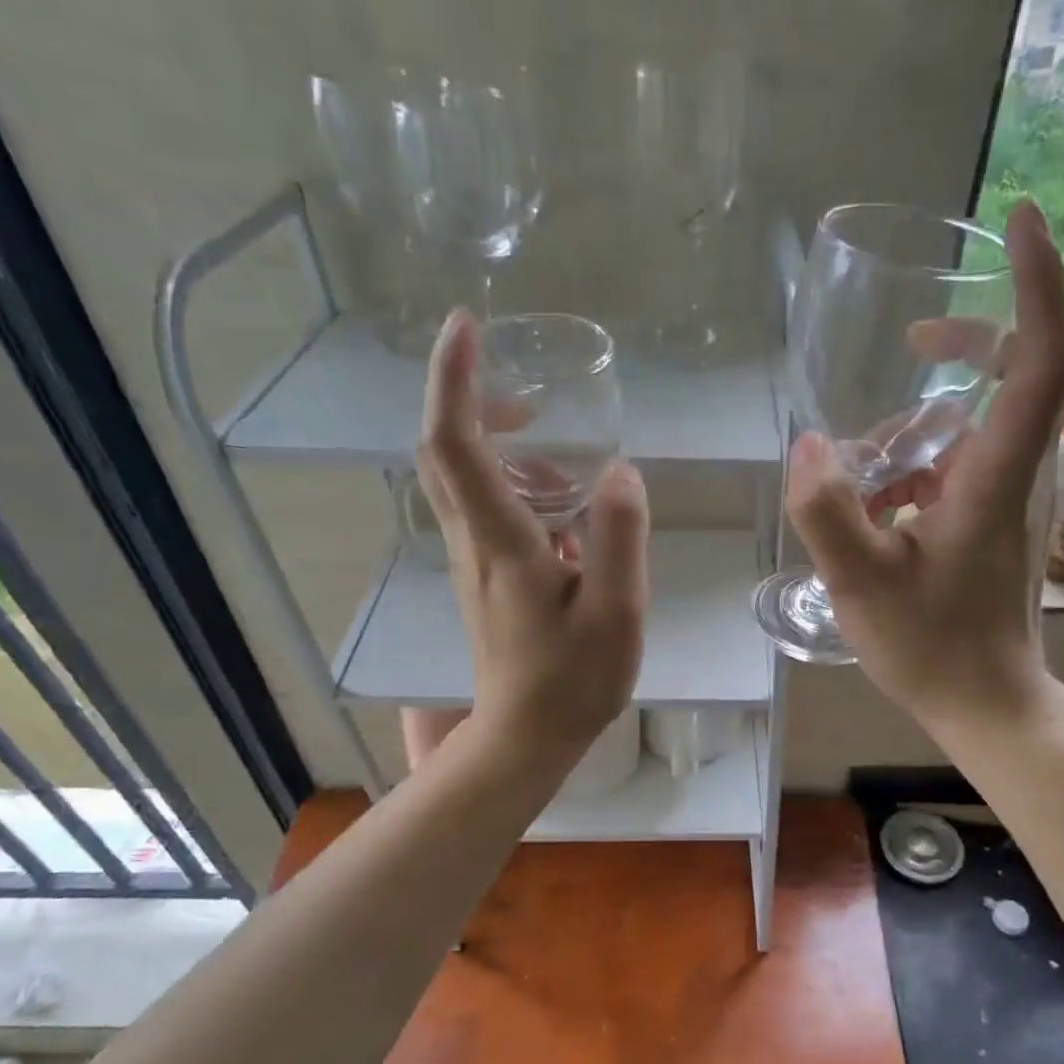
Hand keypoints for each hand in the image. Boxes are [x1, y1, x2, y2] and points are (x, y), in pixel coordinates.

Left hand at [417, 310, 648, 762]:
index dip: (455, 378)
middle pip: (443, 453)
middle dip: (472, 402)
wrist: (527, 738)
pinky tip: (566, 515)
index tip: (467, 325)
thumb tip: (620, 470)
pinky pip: (482, 513)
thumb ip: (620, 536)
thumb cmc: (573, 679)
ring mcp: (472, 564)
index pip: (455, 441)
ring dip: (500, 450)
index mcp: (500, 541)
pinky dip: (512, 488)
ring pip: (462, 483)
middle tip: (527, 392)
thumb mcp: (616, 609)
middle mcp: (473, 543)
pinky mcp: (484, 583)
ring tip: (565, 462)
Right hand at [786, 199, 1063, 728]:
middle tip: (914, 337)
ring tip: (861, 462)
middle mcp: (1011, 475)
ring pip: (976, 429)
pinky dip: (916, 467)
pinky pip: (959, 469)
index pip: (1041, 358)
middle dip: (971, 341)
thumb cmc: (931, 647)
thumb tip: (808, 445)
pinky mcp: (989, 526)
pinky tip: (873, 503)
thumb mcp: (860, 582)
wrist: (985, 705)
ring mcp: (1003, 502)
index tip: (1022, 220)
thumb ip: (827, 512)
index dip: (1039, 283)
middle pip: (1018, 376)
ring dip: (921, 425)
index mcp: (992, 477)